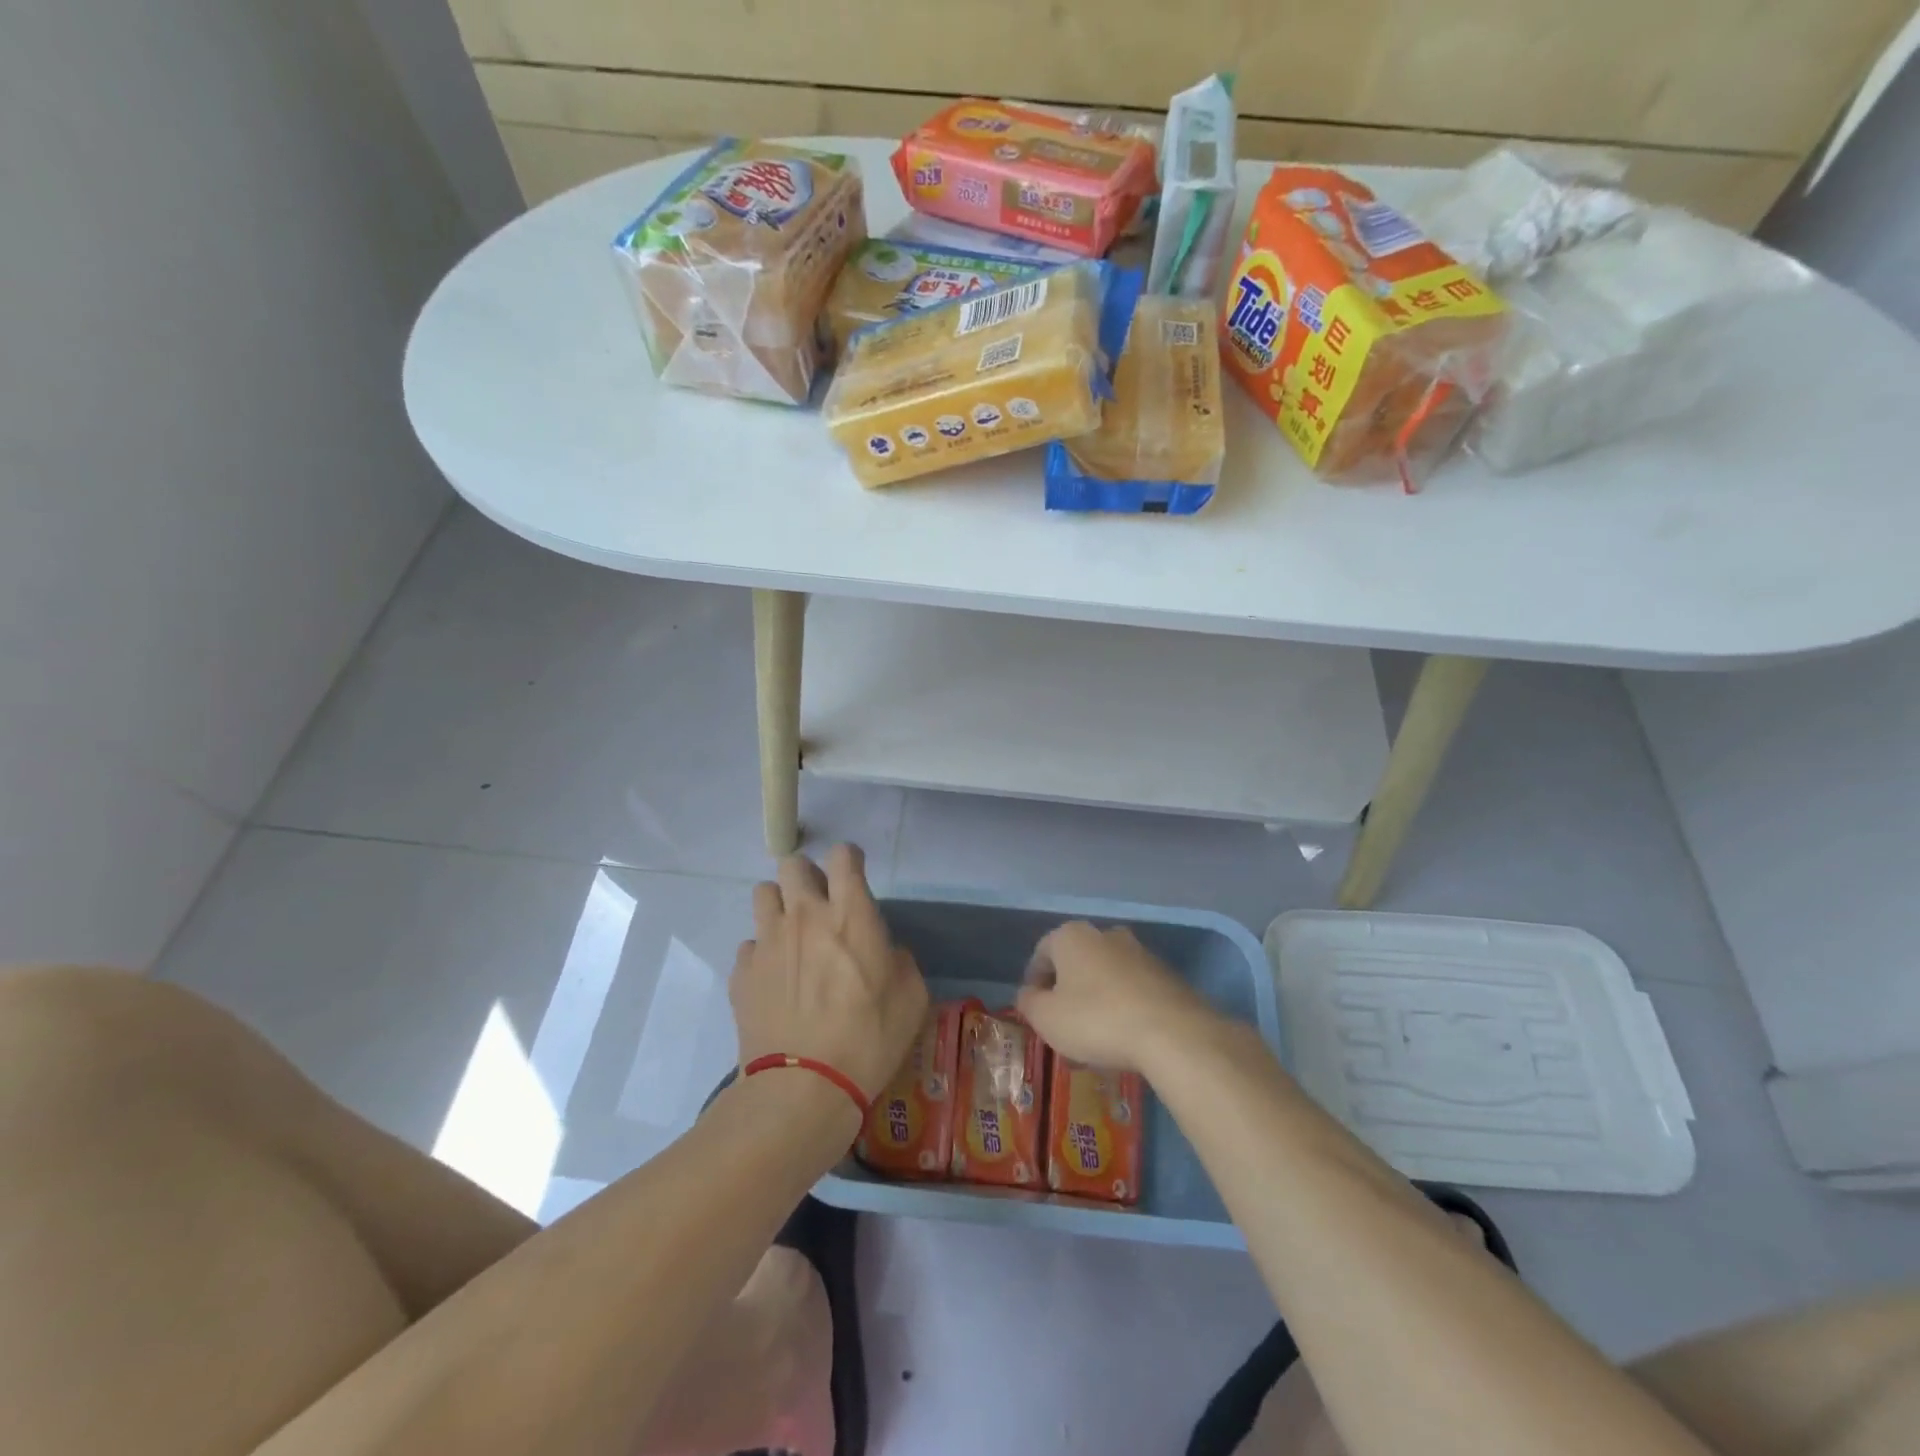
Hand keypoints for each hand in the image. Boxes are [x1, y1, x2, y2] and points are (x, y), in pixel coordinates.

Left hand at [731, 845, 928, 1101]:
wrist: (803, 1088)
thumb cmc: (868, 1039)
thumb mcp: (912, 997)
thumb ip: (899, 960)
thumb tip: (884, 952)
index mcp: (850, 914)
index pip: (842, 855)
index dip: (849, 859)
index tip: (853, 876)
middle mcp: (804, 915)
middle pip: (792, 864)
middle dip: (807, 875)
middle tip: (819, 904)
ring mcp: (767, 941)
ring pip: (763, 893)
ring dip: (779, 906)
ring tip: (792, 936)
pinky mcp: (742, 972)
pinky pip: (750, 945)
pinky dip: (762, 954)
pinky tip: (775, 980)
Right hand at [1016, 921, 1219, 1074]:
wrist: (1172, 1033)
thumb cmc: (1096, 1020)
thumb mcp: (1046, 1018)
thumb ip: (1028, 1002)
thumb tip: (1028, 993)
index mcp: (1072, 936)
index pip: (1042, 952)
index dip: (1034, 982)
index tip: (1034, 1010)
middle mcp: (1106, 934)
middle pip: (1076, 962)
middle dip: (1067, 991)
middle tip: (1063, 1025)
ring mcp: (1140, 952)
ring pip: (1105, 976)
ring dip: (1095, 1000)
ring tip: (1094, 1038)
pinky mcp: (1166, 975)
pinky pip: (1132, 989)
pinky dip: (1123, 1007)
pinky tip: (1123, 1037)